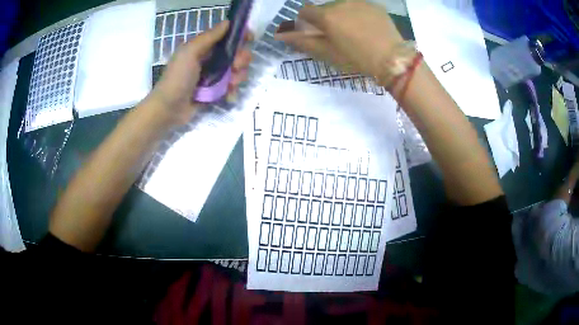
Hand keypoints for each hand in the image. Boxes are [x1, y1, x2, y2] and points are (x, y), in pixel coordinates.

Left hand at [148, 21, 252, 124]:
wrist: (168, 109)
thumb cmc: (177, 77)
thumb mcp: (190, 52)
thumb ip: (209, 37)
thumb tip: (228, 21)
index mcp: (204, 47)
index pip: (227, 37)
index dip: (240, 36)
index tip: (250, 39)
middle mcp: (211, 59)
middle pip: (236, 53)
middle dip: (241, 58)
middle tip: (236, 66)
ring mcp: (214, 76)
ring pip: (237, 71)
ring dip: (238, 76)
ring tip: (230, 84)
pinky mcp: (216, 91)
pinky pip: (232, 88)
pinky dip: (233, 91)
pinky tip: (228, 96)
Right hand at [275, 1, 402, 80]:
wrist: (393, 60)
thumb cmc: (356, 60)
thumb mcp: (326, 54)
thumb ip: (302, 41)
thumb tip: (282, 34)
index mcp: (326, 16)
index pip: (305, 12)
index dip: (306, 22)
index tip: (314, 33)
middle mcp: (340, 3)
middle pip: (324, 8)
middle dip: (325, 19)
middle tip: (337, 36)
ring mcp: (359, 2)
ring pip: (342, 6)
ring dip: (342, 15)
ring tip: (354, 32)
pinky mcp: (375, 5)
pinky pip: (359, 6)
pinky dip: (357, 14)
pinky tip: (367, 28)